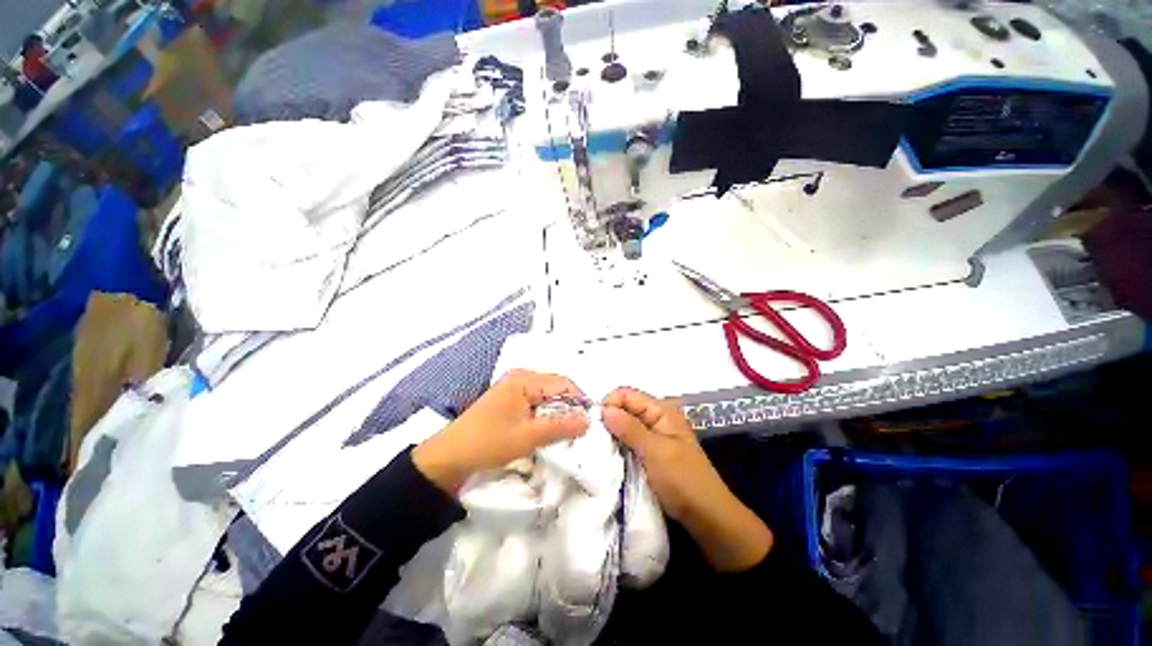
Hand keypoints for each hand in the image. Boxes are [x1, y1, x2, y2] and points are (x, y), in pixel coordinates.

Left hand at [413, 370, 588, 494]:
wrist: (449, 458)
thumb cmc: (489, 443)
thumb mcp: (528, 437)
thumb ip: (561, 426)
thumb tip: (588, 420)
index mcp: (524, 379)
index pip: (563, 383)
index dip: (580, 400)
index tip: (590, 422)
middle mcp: (520, 377)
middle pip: (556, 387)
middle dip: (569, 407)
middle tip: (579, 429)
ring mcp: (514, 387)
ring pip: (547, 396)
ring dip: (558, 412)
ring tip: (566, 431)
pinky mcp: (509, 399)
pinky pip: (536, 402)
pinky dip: (546, 414)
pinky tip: (548, 428)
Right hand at [602, 387, 772, 571]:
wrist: (706, 516)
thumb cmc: (683, 480)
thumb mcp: (655, 452)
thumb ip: (629, 428)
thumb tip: (604, 409)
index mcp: (662, 410)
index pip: (627, 394)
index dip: (609, 403)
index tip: (593, 423)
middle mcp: (656, 417)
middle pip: (625, 408)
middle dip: (608, 419)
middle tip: (590, 437)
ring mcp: (653, 435)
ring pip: (624, 425)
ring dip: (611, 433)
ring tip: (595, 447)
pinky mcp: (649, 451)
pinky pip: (628, 441)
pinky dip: (617, 445)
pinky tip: (606, 455)